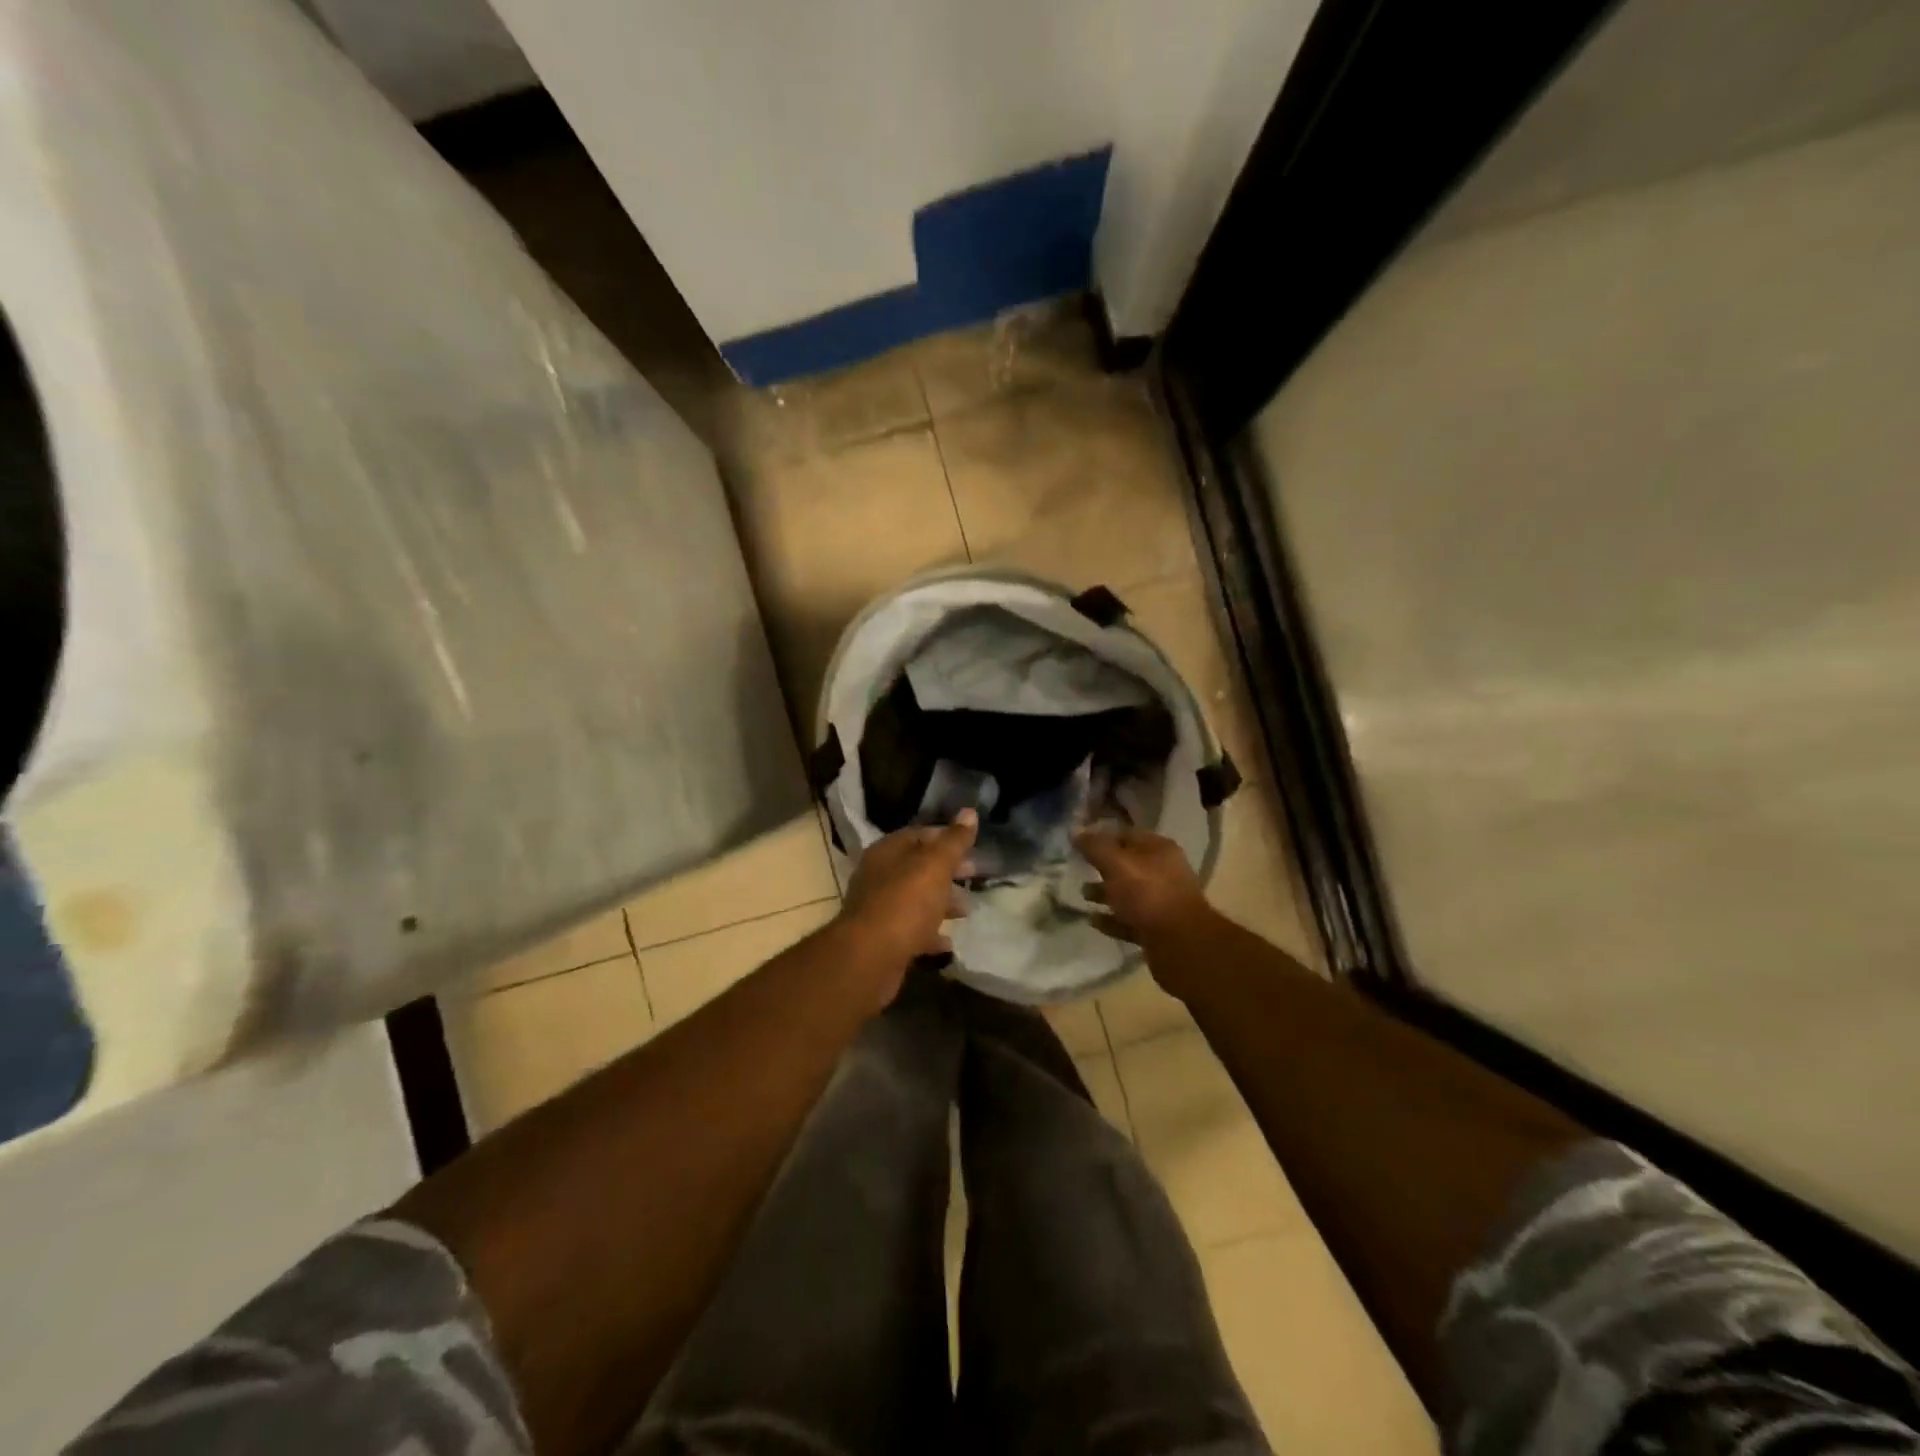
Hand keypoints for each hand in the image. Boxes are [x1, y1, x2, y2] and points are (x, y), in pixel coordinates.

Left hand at [837, 810, 977, 978]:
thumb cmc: (905, 903)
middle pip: (917, 867)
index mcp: (887, 852)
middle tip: (974, 875)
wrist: (870, 958)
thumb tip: (969, 812)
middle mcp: (879, 876)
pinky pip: (912, 931)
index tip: (971, 847)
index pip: (918, 835)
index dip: (946, 838)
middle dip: (947, 871)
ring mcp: (879, 909)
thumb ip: (954, 841)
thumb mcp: (935, 865)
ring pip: (916, 900)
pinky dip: (930, 934)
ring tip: (966, 910)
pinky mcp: (883, 940)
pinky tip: (948, 942)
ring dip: (941, 903)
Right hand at [1075, 827, 1213, 948]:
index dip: (1101, 838)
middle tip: (1078, 870)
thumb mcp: (1116, 864)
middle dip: (1102, 867)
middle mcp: (1164, 872)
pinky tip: (1094, 921)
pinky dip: (1112, 920)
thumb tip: (1076, 832)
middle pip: (1128, 865)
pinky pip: (1130, 920)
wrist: (1180, 943)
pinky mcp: (1158, 929)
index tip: (1078, 845)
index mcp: (1159, 850)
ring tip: (1083, 896)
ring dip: (1105, 894)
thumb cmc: (1147, 894)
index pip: (1126, 835)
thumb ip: (1095, 847)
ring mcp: (1162, 902)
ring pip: (1129, 894)